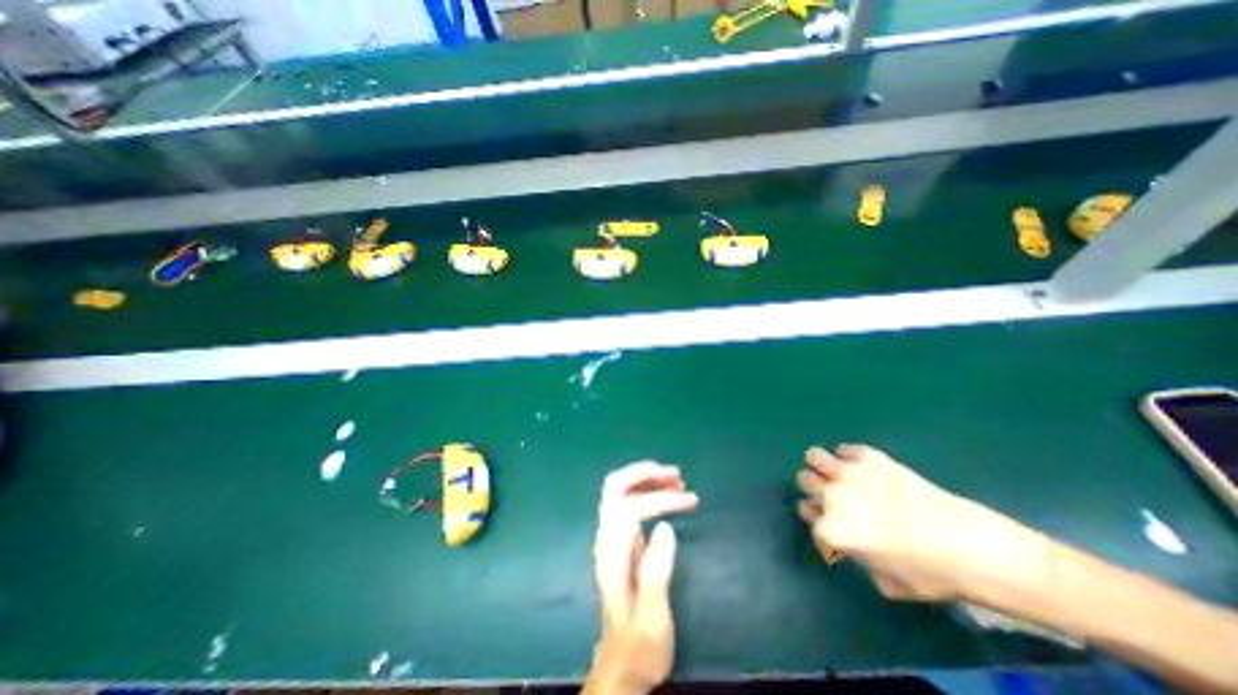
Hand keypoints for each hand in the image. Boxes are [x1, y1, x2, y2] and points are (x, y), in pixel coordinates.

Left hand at [586, 462, 700, 694]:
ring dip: (646, 479)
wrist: (622, 666)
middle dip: (644, 474)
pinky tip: (666, 495)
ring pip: (621, 491)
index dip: (659, 499)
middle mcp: (606, 539)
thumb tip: (665, 527)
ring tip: (678, 480)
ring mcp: (612, 538)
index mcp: (612, 555)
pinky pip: (629, 502)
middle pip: (615, 488)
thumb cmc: (640, 645)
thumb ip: (656, 572)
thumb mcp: (652, 618)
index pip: (630, 509)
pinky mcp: (621, 541)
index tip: (689, 501)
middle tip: (676, 475)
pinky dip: (647, 490)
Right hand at [794, 445, 1041, 601]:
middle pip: (804, 480)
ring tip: (836, 473)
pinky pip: (848, 448)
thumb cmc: (929, 574)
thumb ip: (858, 558)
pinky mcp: (872, 458)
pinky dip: (849, 455)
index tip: (827, 526)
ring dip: (821, 466)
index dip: (817, 521)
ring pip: (815, 456)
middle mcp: (832, 495)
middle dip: (814, 489)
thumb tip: (854, 547)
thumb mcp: (886, 581)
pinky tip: (860, 465)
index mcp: (831, 528)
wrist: (970, 547)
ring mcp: (850, 472)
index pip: (807, 516)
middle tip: (831, 498)